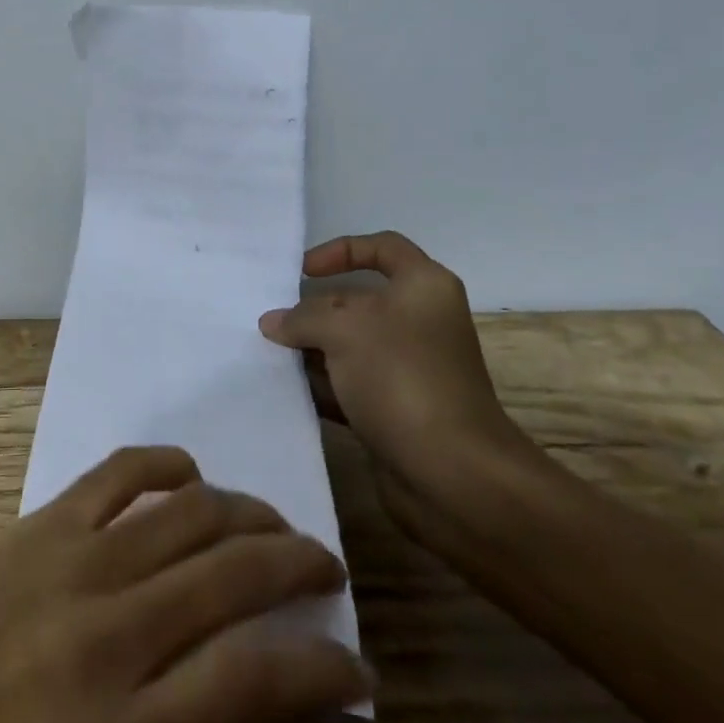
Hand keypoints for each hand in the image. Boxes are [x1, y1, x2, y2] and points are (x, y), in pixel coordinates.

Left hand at [0, 446, 370, 722]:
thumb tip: (237, 709)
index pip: (257, 682)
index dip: (323, 668)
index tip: (354, 665)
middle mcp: (109, 638)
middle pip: (233, 579)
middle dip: (295, 566)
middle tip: (324, 567)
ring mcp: (70, 567)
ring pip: (187, 517)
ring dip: (243, 515)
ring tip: (271, 525)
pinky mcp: (34, 527)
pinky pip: (117, 476)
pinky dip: (164, 465)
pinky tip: (189, 473)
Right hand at [259, 231, 537, 548]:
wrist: (454, 476)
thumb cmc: (402, 377)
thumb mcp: (343, 330)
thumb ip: (302, 317)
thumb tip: (272, 323)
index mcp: (423, 286)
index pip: (381, 247)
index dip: (340, 251)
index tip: (303, 271)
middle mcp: (421, 321)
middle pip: (358, 300)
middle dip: (314, 309)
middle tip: (273, 318)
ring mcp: (410, 367)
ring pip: (351, 345)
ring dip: (313, 349)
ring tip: (269, 353)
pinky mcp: (398, 408)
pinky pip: (351, 384)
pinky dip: (323, 385)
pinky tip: (286, 389)